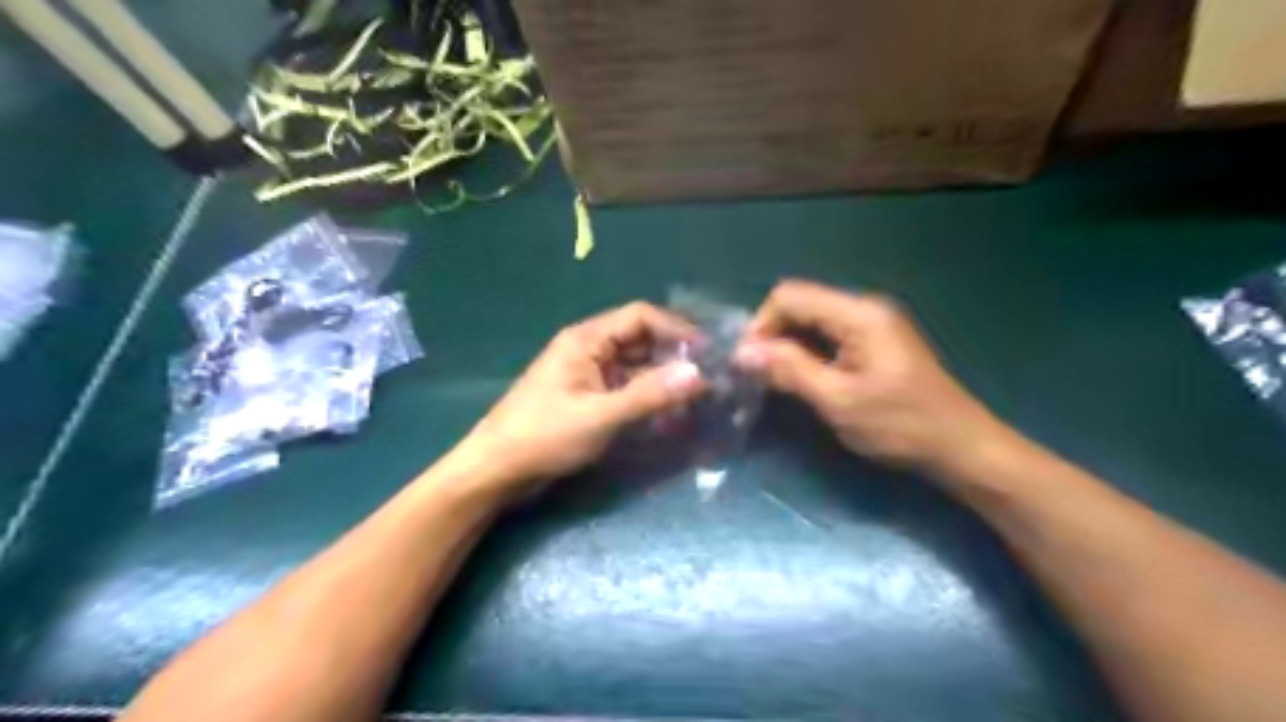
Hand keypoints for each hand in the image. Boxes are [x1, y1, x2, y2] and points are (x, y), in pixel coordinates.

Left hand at [451, 300, 706, 495]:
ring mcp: (588, 374)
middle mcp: (589, 349)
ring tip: (695, 398)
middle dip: (674, 356)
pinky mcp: (588, 397)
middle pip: (640, 340)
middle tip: (709, 377)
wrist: (496, 470)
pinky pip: (626, 388)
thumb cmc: (544, 436)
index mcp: (587, 339)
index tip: (708, 351)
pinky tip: (668, 414)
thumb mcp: (601, 416)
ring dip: (663, 379)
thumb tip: (699, 373)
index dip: (676, 329)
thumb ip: (649, 394)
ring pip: (635, 366)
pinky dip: (647, 397)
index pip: (640, 316)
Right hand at [739, 280, 996, 471]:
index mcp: (858, 314)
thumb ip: (789, 370)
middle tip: (757, 374)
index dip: (761, 324)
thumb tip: (742, 352)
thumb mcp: (838, 400)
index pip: (791, 296)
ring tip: (773, 379)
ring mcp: (873, 323)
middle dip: (772, 335)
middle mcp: (865, 308)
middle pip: (801, 304)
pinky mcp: (875, 342)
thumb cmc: (900, 425)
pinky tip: (802, 378)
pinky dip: (808, 352)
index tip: (748, 362)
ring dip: (788, 345)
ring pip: (813, 320)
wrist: (960, 446)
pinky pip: (829, 335)